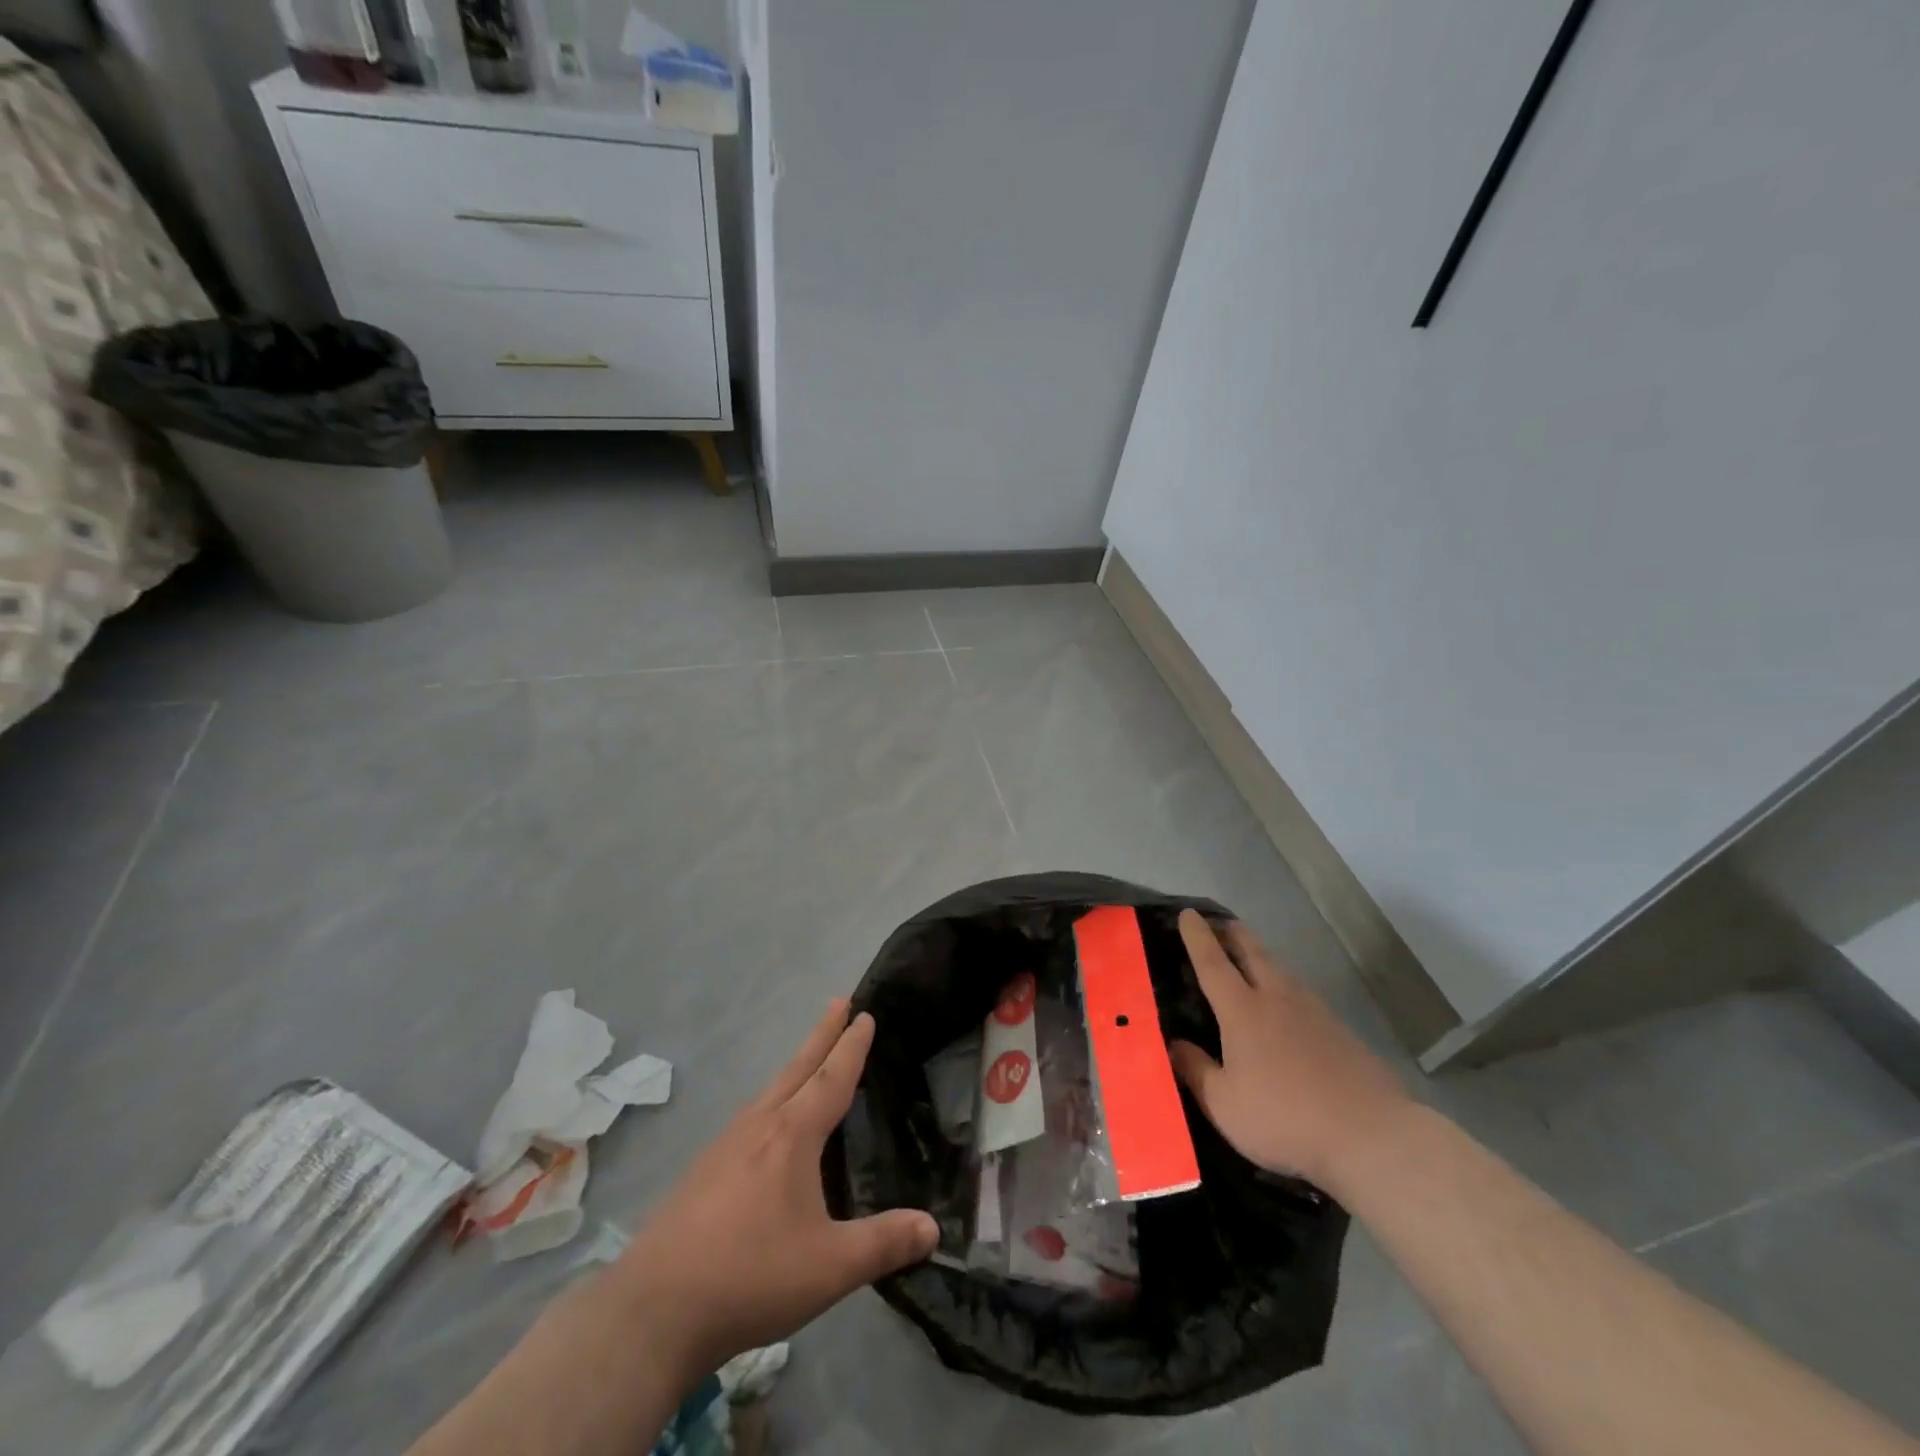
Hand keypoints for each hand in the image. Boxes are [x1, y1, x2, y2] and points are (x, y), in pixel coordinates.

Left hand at [610, 1001, 939, 1385]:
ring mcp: (724, 1146)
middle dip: (821, 1034)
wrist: (653, 1309)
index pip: (831, 1078)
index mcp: (792, 1136)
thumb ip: (883, 1244)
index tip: (864, 1014)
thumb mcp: (829, 1267)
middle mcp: (759, 1126)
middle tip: (838, 1001)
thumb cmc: (750, 1276)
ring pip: (769, 1091)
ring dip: (795, 1066)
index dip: (851, 1047)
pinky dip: (771, 1100)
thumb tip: (933, 1227)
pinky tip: (766, 1125)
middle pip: (797, 1068)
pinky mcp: (702, 1171)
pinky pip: (749, 1117)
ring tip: (809, 1059)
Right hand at [1168, 910, 1410, 1188]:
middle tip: (1220, 922)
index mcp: (1242, 1010)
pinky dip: (1285, 987)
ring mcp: (1314, 1012)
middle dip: (1233, 933)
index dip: (1197, 936)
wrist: (1372, 1136)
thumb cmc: (1285, 1118)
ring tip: (1250, 959)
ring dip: (1261, 957)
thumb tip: (1173, 1044)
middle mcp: (1277, 999)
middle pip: (1253, 952)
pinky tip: (1288, 1006)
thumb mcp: (1224, 1104)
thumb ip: (1195, 1070)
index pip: (1212, 962)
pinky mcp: (1341, 1031)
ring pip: (1281, 970)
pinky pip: (1303, 995)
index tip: (1188, 913)